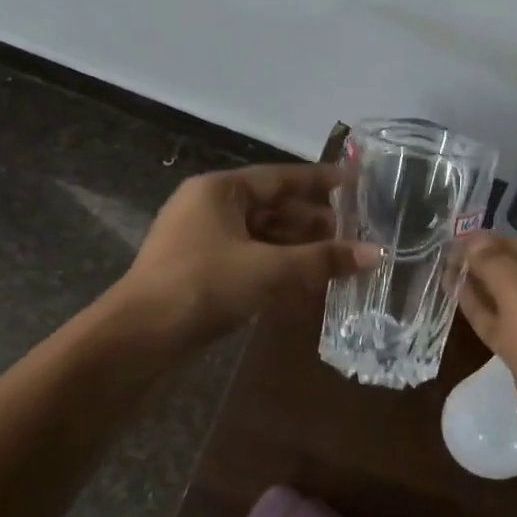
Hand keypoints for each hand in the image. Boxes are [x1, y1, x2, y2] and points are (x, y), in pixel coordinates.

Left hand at [119, 164, 376, 345]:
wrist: (141, 338)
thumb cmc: (204, 286)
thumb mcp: (270, 269)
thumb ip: (323, 260)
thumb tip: (376, 253)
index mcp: (220, 191)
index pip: (280, 178)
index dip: (321, 182)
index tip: (356, 185)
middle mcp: (210, 209)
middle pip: (273, 208)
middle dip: (314, 221)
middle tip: (357, 230)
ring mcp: (203, 242)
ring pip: (262, 237)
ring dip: (299, 248)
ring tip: (341, 257)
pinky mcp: (202, 273)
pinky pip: (251, 260)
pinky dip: (279, 268)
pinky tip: (308, 282)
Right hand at [458, 235, 516, 516]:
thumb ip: (493, 263)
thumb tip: (471, 238)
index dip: (486, 241)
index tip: (448, 238)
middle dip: (481, 265)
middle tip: (440, 256)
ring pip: (511, 302)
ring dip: (479, 290)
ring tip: (441, 275)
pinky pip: (509, 329)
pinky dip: (485, 316)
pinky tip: (458, 303)